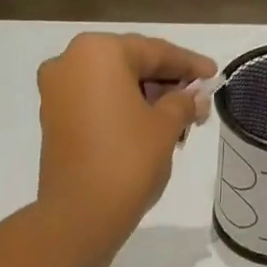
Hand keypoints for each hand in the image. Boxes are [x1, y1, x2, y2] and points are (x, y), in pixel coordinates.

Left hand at [36, 32, 215, 241]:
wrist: (80, 215)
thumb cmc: (128, 161)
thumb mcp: (166, 127)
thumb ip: (183, 102)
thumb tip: (194, 96)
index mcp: (98, 51)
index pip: (154, 51)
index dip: (189, 65)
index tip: (213, 76)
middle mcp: (69, 63)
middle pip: (130, 66)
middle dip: (166, 85)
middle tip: (197, 104)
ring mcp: (56, 93)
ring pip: (112, 87)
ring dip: (145, 100)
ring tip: (178, 124)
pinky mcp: (53, 122)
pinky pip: (95, 106)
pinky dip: (122, 113)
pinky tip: (148, 130)